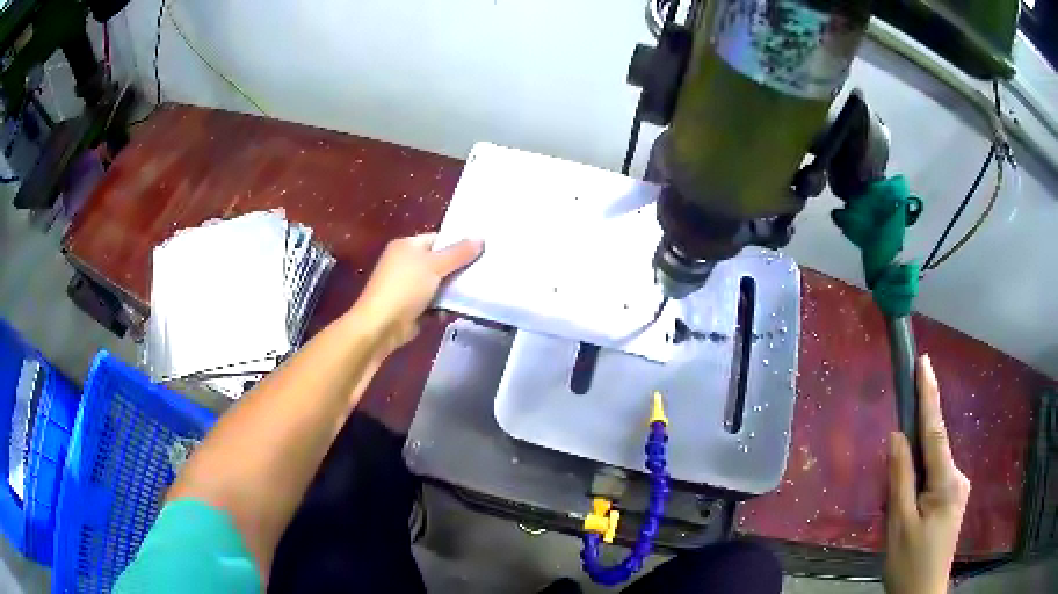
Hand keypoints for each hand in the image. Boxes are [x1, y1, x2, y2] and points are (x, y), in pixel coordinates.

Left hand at [353, 233, 482, 351]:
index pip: (437, 239)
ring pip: (438, 284)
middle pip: (439, 261)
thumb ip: (458, 253)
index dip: (458, 243)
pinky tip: (461, 308)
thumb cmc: (405, 288)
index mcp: (406, 246)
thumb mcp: (434, 265)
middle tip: (485, 269)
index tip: (482, 249)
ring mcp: (408, 287)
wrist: (381, 326)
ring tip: (479, 288)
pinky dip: (444, 306)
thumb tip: (481, 238)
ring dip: (454, 289)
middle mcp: (406, 263)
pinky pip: (434, 303)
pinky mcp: (412, 308)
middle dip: (459, 267)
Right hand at [884, 354, 970, 593]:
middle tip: (891, 495)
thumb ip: (900, 479)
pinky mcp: (953, 501)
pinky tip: (908, 516)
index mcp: (946, 482)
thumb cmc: (909, 563)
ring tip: (897, 517)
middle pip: (932, 453)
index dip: (929, 395)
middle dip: (911, 458)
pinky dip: (918, 489)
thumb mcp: (899, 525)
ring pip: (931, 470)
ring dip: (912, 480)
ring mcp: (958, 490)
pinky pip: (933, 483)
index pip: (936, 430)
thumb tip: (897, 436)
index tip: (924, 362)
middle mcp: (958, 478)